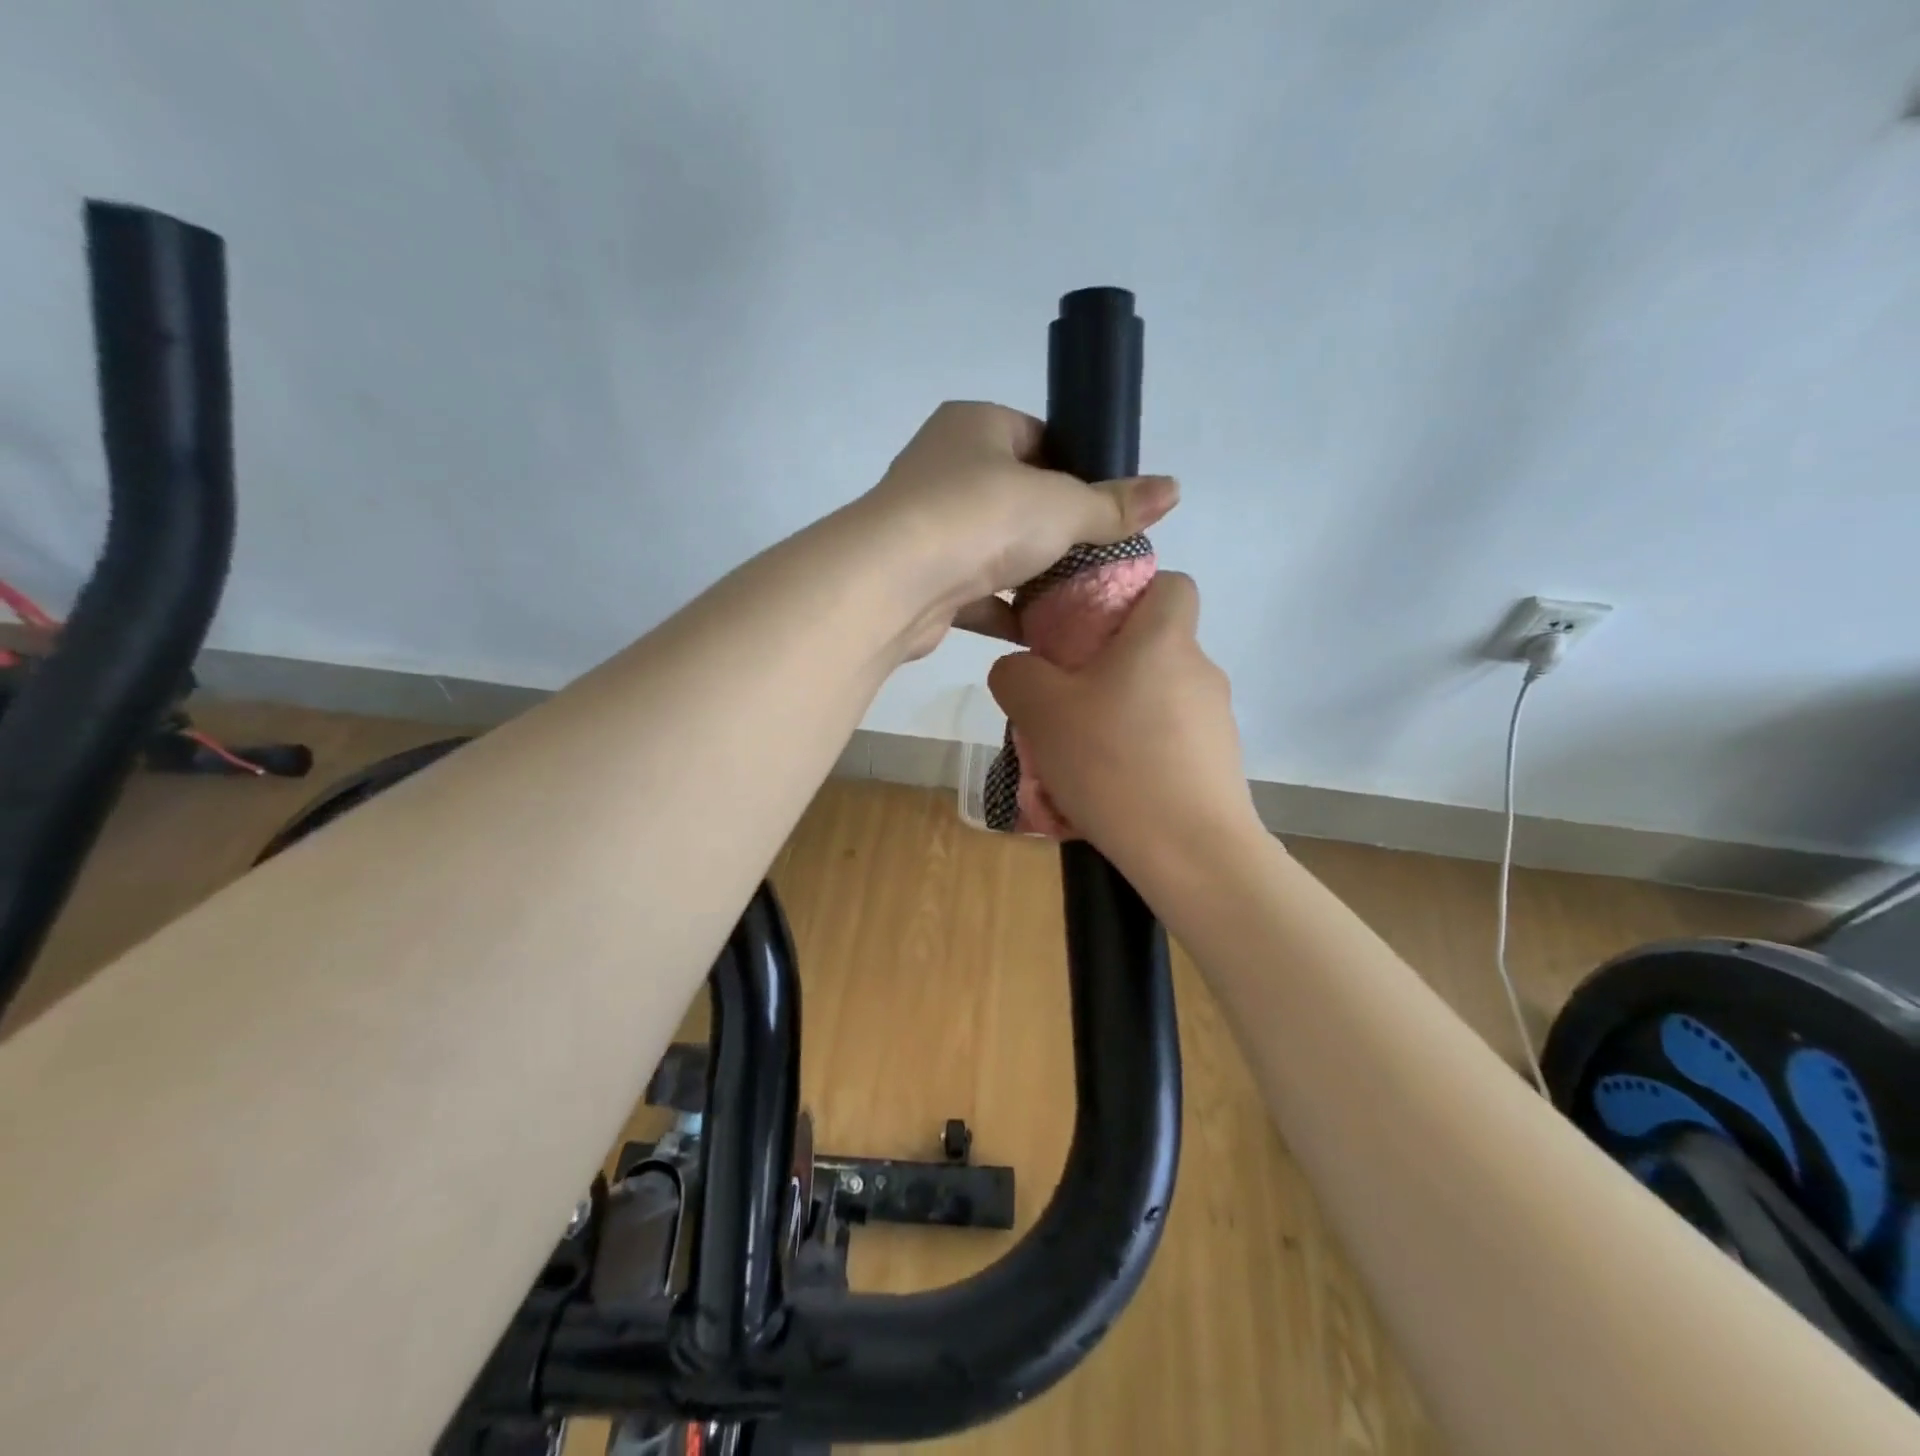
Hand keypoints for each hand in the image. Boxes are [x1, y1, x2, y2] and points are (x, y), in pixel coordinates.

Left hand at [859, 402, 1177, 655]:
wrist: (895, 582)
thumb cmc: (982, 517)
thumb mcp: (1062, 505)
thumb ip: (1114, 504)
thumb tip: (1174, 488)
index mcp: (975, 426)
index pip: (1038, 438)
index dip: (1078, 470)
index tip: (1109, 506)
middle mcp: (944, 468)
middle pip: (1018, 498)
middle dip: (1058, 531)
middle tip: (1103, 557)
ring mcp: (929, 526)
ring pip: (995, 550)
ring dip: (1032, 576)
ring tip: (1081, 597)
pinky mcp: (923, 579)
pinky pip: (975, 594)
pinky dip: (1005, 612)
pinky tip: (1041, 632)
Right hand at [986, 573, 1262, 884]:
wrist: (1190, 851)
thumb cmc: (1113, 762)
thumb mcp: (1040, 712)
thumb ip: (1016, 675)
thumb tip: (1019, 670)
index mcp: (1163, 640)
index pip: (1171, 583)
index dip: (1134, 593)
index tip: (1091, 627)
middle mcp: (1200, 671)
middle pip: (1154, 648)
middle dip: (1109, 667)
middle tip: (1066, 703)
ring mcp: (1216, 721)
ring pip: (1157, 700)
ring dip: (1120, 716)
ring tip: (1081, 760)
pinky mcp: (1219, 765)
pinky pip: (1169, 743)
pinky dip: (1140, 755)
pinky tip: (1111, 791)